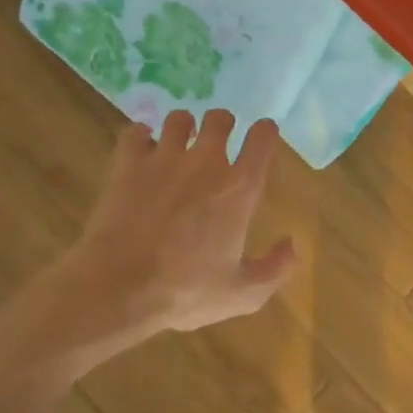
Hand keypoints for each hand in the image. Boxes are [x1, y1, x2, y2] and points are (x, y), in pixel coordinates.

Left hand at [71, 109, 297, 342]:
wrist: (118, 285)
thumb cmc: (186, 291)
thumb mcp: (243, 294)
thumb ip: (275, 268)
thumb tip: (293, 243)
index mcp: (239, 188)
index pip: (262, 139)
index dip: (264, 131)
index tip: (262, 135)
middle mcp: (206, 162)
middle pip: (219, 119)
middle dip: (222, 125)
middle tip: (216, 142)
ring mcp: (164, 159)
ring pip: (178, 119)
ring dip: (182, 128)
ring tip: (178, 144)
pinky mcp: (127, 164)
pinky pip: (135, 132)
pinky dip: (139, 137)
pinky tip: (140, 150)